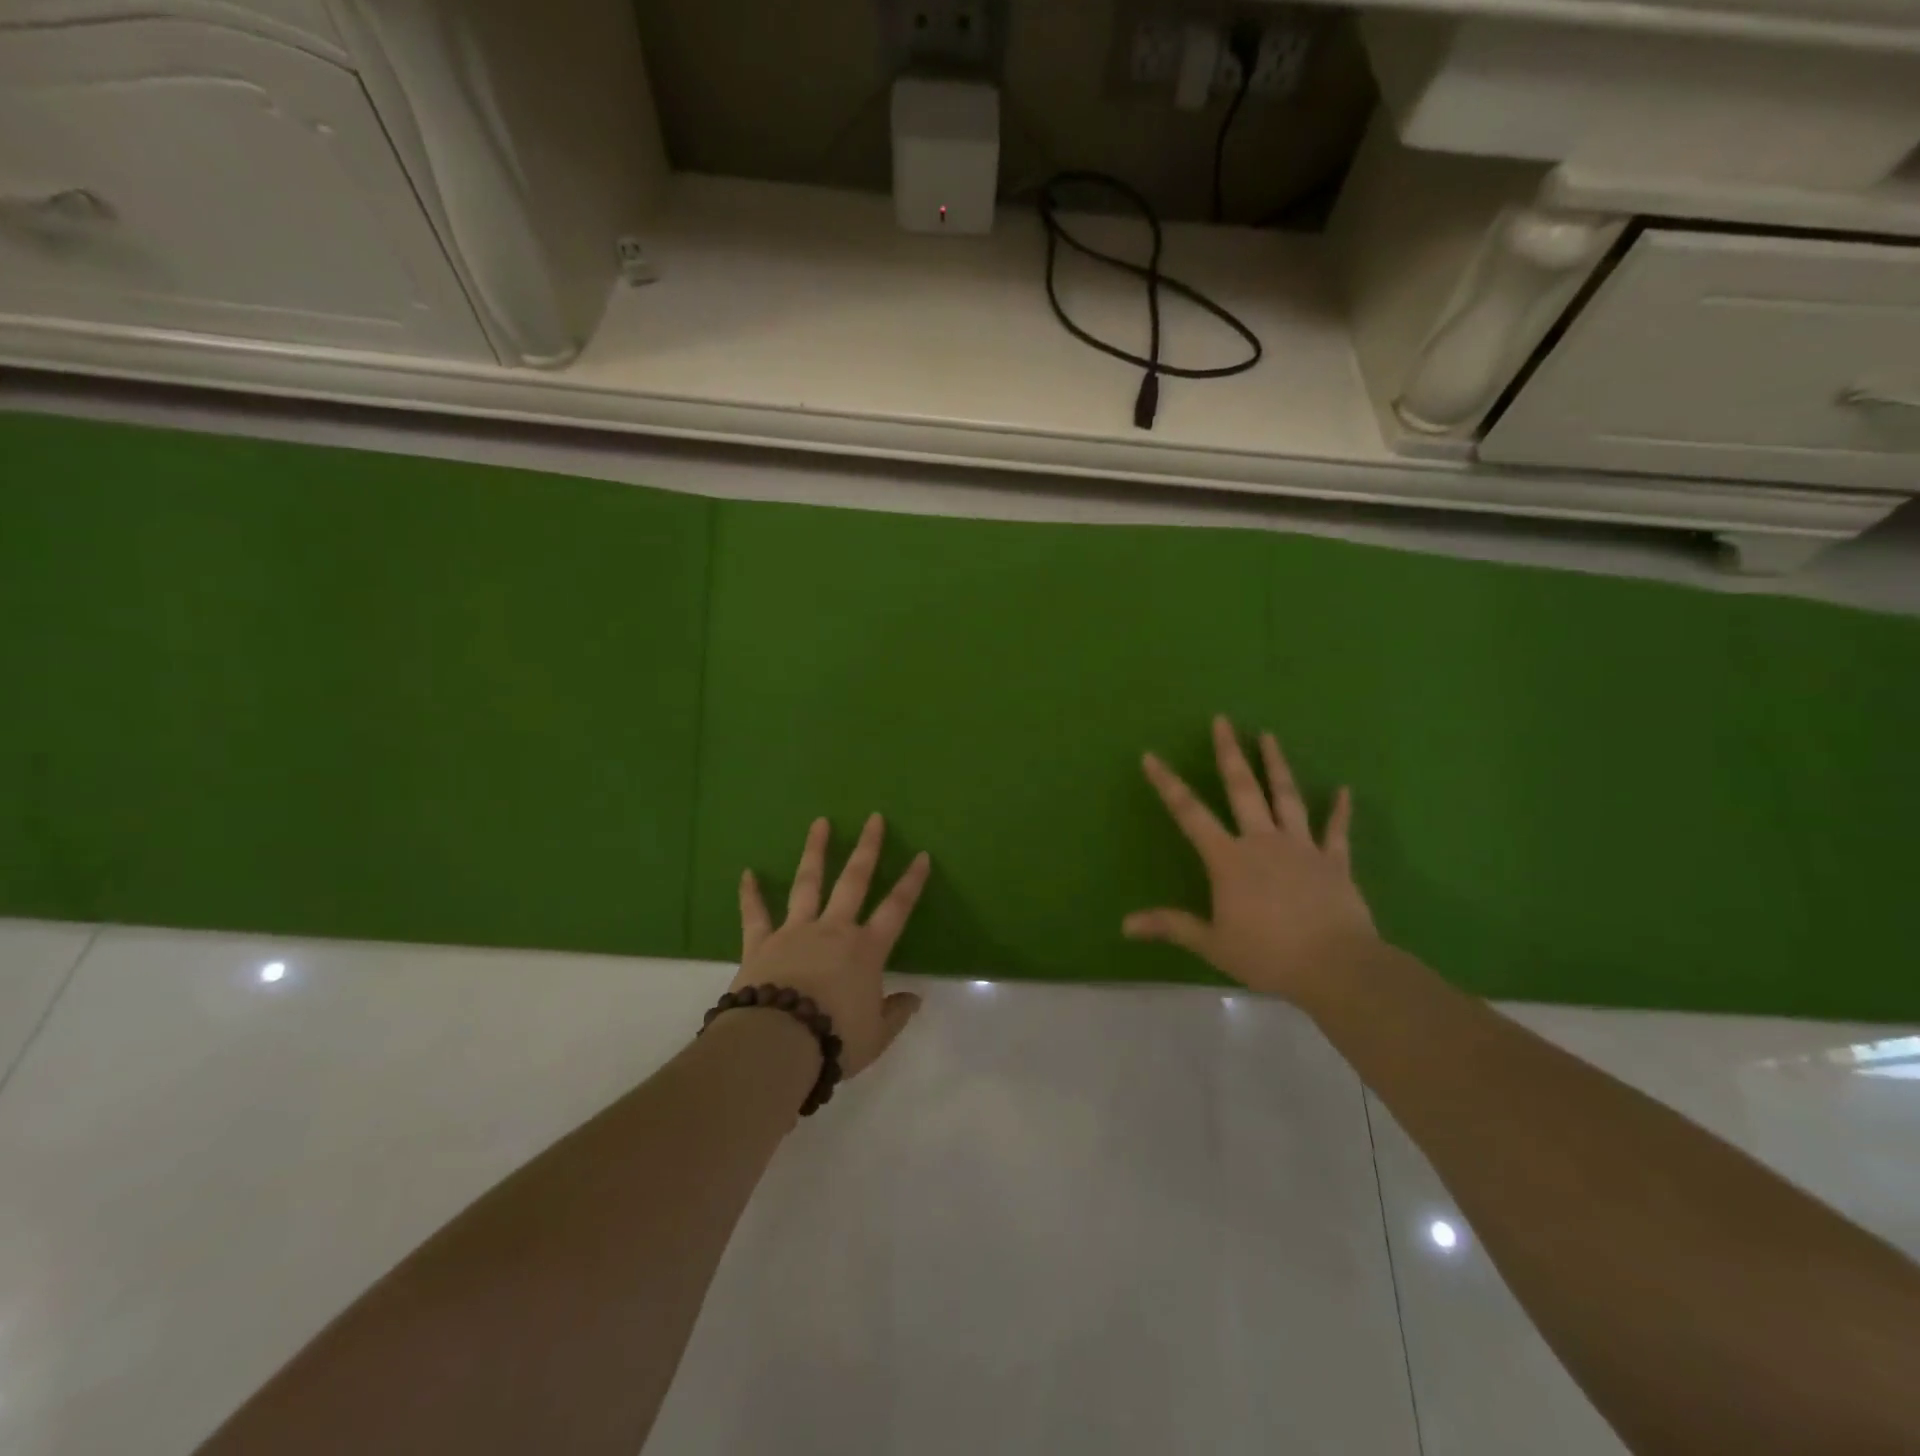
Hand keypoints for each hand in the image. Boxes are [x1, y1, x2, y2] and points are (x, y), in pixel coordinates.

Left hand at [733, 814, 930, 1077]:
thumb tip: (914, 999)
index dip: (912, 882)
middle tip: (874, 818)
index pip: (897, 908)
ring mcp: (795, 931)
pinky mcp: (761, 943)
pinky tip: (747, 873)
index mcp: (865, 950)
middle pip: (854, 880)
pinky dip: (750, 894)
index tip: (922, 855)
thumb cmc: (834, 1040)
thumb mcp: (875, 1036)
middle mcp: (833, 930)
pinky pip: (755, 914)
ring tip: (820, 822)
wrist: (777, 1045)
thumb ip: (895, 1014)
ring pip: (808, 883)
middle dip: (867, 848)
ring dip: (815, 851)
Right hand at [1124, 715, 1377, 1002]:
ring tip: (1269, 736)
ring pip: (1287, 798)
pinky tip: (1344, 790)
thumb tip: (1125, 925)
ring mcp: (1302, 848)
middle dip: (1229, 753)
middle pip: (1243, 789)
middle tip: (1222, 721)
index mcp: (1229, 859)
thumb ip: (1171, 926)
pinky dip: (1340, 810)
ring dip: (1276, 765)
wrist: (1336, 967)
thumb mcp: (1212, 943)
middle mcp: (1263, 842)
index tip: (1151, 756)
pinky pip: (1337, 831)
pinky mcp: (1334, 862)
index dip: (1167, 784)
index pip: (1190, 813)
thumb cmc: (1268, 955)